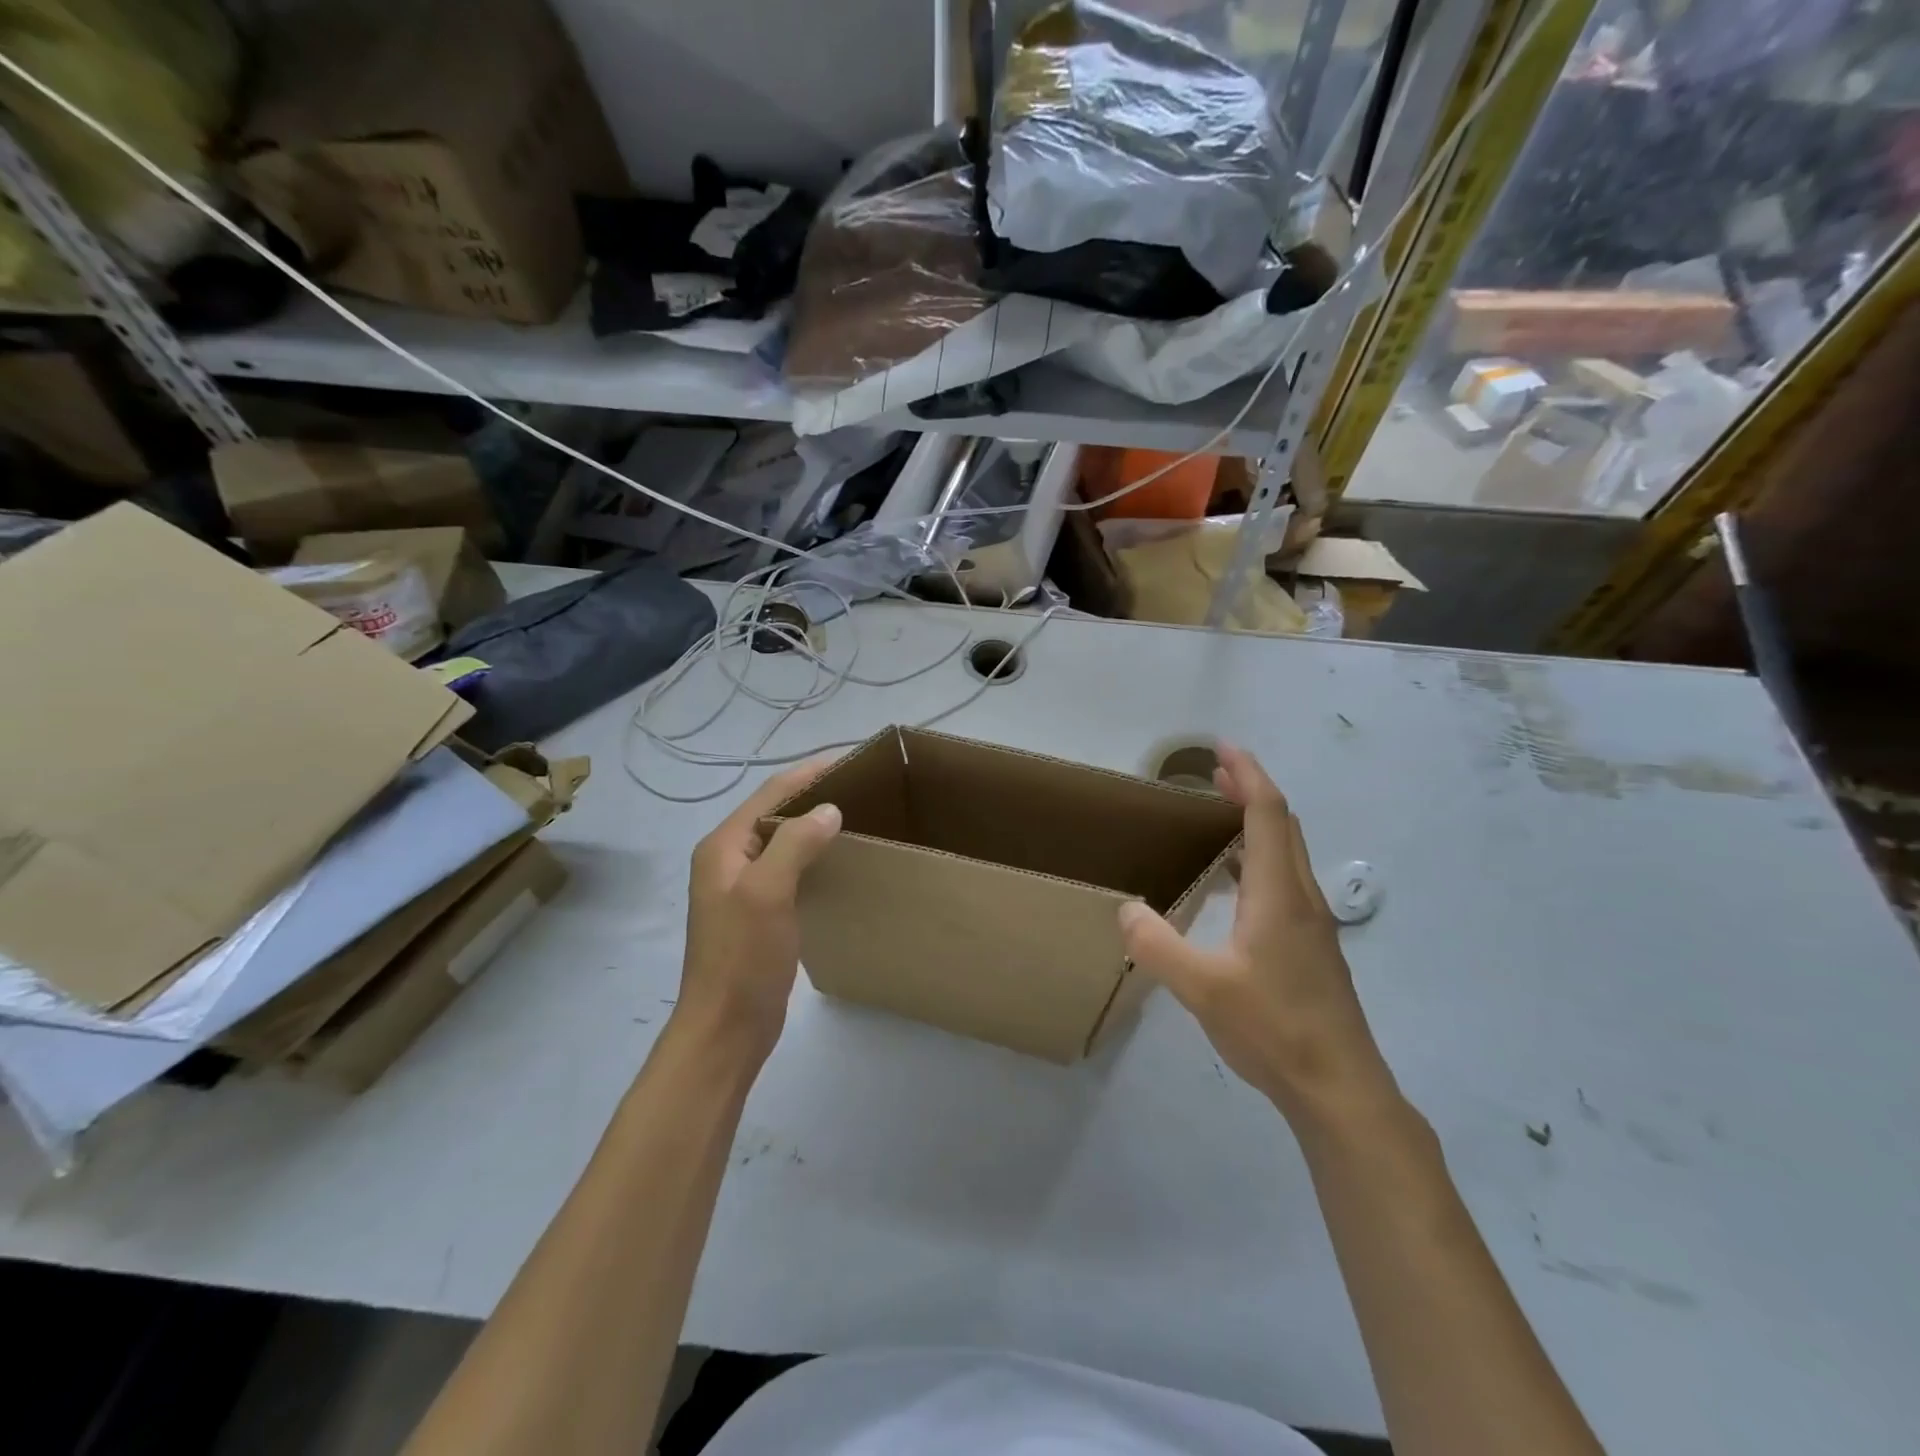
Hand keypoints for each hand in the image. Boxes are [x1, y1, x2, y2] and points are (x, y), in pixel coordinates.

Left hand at [676, 758, 841, 1063]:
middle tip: (863, 787)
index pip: (771, 793)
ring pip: (784, 841)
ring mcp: (743, 887)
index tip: (852, 759)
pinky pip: (789, 868)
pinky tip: (840, 860)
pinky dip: (813, 855)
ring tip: (858, 815)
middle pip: (776, 812)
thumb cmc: (743, 958)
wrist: (726, 1028)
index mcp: (724, 846)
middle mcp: (729, 859)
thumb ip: (795, 844)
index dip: (809, 772)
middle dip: (814, 794)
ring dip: (815, 824)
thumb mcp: (767, 893)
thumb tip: (829, 809)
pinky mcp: (759, 911)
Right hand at [1118, 744, 1395, 1120]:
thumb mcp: (1201, 988)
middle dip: (1252, 790)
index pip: (1268, 814)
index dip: (1248, 774)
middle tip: (1216, 773)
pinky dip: (1261, 858)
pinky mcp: (1313, 949)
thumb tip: (1126, 909)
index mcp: (1279, 895)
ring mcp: (1313, 926)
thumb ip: (1157, 945)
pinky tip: (1237, 885)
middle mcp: (1302, 899)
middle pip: (1284, 826)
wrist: (1340, 1089)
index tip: (1223, 748)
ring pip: (1289, 854)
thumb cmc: (1273, 1029)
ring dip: (1258, 824)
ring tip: (1222, 816)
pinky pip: (1286, 882)